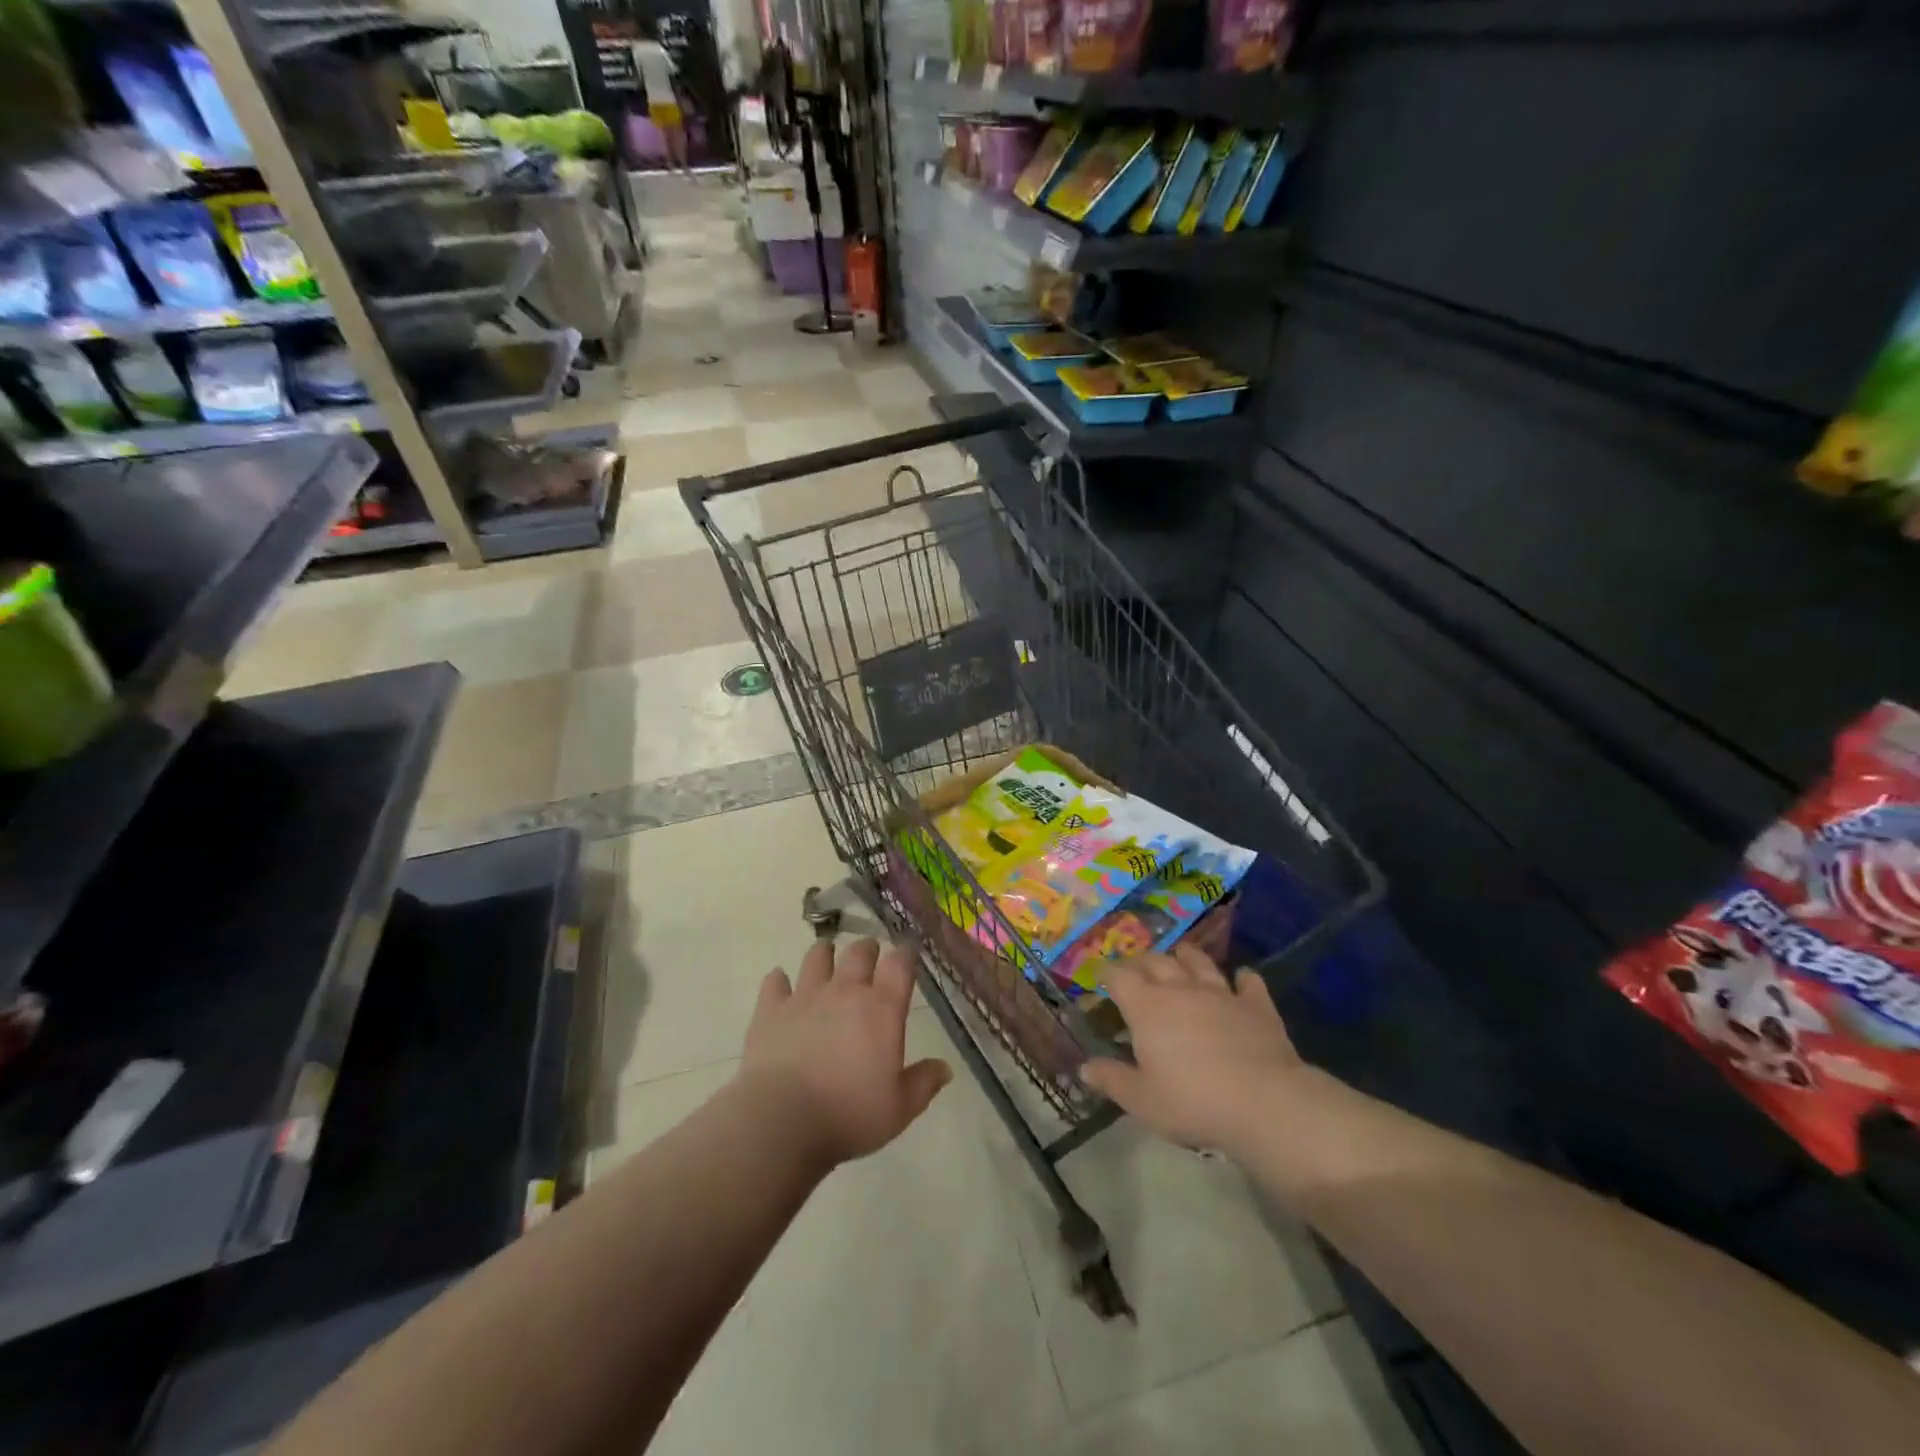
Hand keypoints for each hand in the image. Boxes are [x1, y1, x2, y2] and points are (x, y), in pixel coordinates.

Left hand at [738, 938, 951, 1168]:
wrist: (782, 1120)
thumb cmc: (849, 1114)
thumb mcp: (899, 1109)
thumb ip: (924, 1083)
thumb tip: (945, 1069)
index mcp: (881, 1008)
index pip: (899, 964)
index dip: (905, 955)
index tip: (908, 956)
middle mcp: (845, 991)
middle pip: (859, 952)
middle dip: (868, 950)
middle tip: (870, 957)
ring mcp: (805, 996)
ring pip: (817, 956)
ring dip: (825, 954)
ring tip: (827, 959)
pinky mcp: (770, 1009)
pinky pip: (775, 981)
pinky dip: (780, 981)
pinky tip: (781, 987)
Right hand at [1080, 946, 1318, 1155]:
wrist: (1264, 1102)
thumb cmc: (1193, 1101)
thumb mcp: (1142, 1100)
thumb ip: (1112, 1080)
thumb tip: (1084, 1067)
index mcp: (1147, 1007)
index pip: (1119, 977)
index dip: (1107, 973)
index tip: (1101, 975)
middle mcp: (1180, 989)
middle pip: (1156, 962)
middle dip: (1142, 961)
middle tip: (1136, 968)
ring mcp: (1221, 993)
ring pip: (1199, 962)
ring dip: (1188, 956)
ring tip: (1181, 954)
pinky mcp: (1256, 1005)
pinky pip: (1249, 983)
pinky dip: (1244, 979)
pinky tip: (1243, 978)